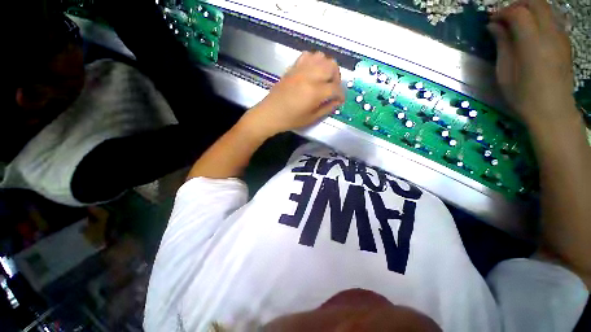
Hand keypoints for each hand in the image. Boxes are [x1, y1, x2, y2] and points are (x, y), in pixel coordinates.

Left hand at [242, 51, 344, 137]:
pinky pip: (308, 56)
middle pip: (332, 66)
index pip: (335, 88)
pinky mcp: (293, 67)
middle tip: (333, 88)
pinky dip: (314, 61)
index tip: (340, 100)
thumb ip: (327, 108)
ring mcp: (300, 70)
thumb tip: (337, 102)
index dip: (341, 95)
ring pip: (321, 57)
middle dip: (337, 77)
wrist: (271, 113)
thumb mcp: (311, 118)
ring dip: (326, 67)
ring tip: (323, 79)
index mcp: (315, 92)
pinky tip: (312, 72)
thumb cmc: (291, 119)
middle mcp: (310, 76)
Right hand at [488, 0, 577, 128]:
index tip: (491, 21)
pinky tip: (531, 32)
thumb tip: (494, 26)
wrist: (553, 111)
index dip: (502, 12)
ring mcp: (560, 37)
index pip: (518, 13)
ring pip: (546, 8)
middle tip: (504, 17)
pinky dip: (539, 19)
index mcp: (532, 43)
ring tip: (516, 23)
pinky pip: (552, 20)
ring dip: (529, 10)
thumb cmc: (523, 96)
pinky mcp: (565, 43)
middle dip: (517, 5)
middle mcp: (550, 34)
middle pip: (536, 3)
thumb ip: (502, 45)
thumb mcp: (505, 72)